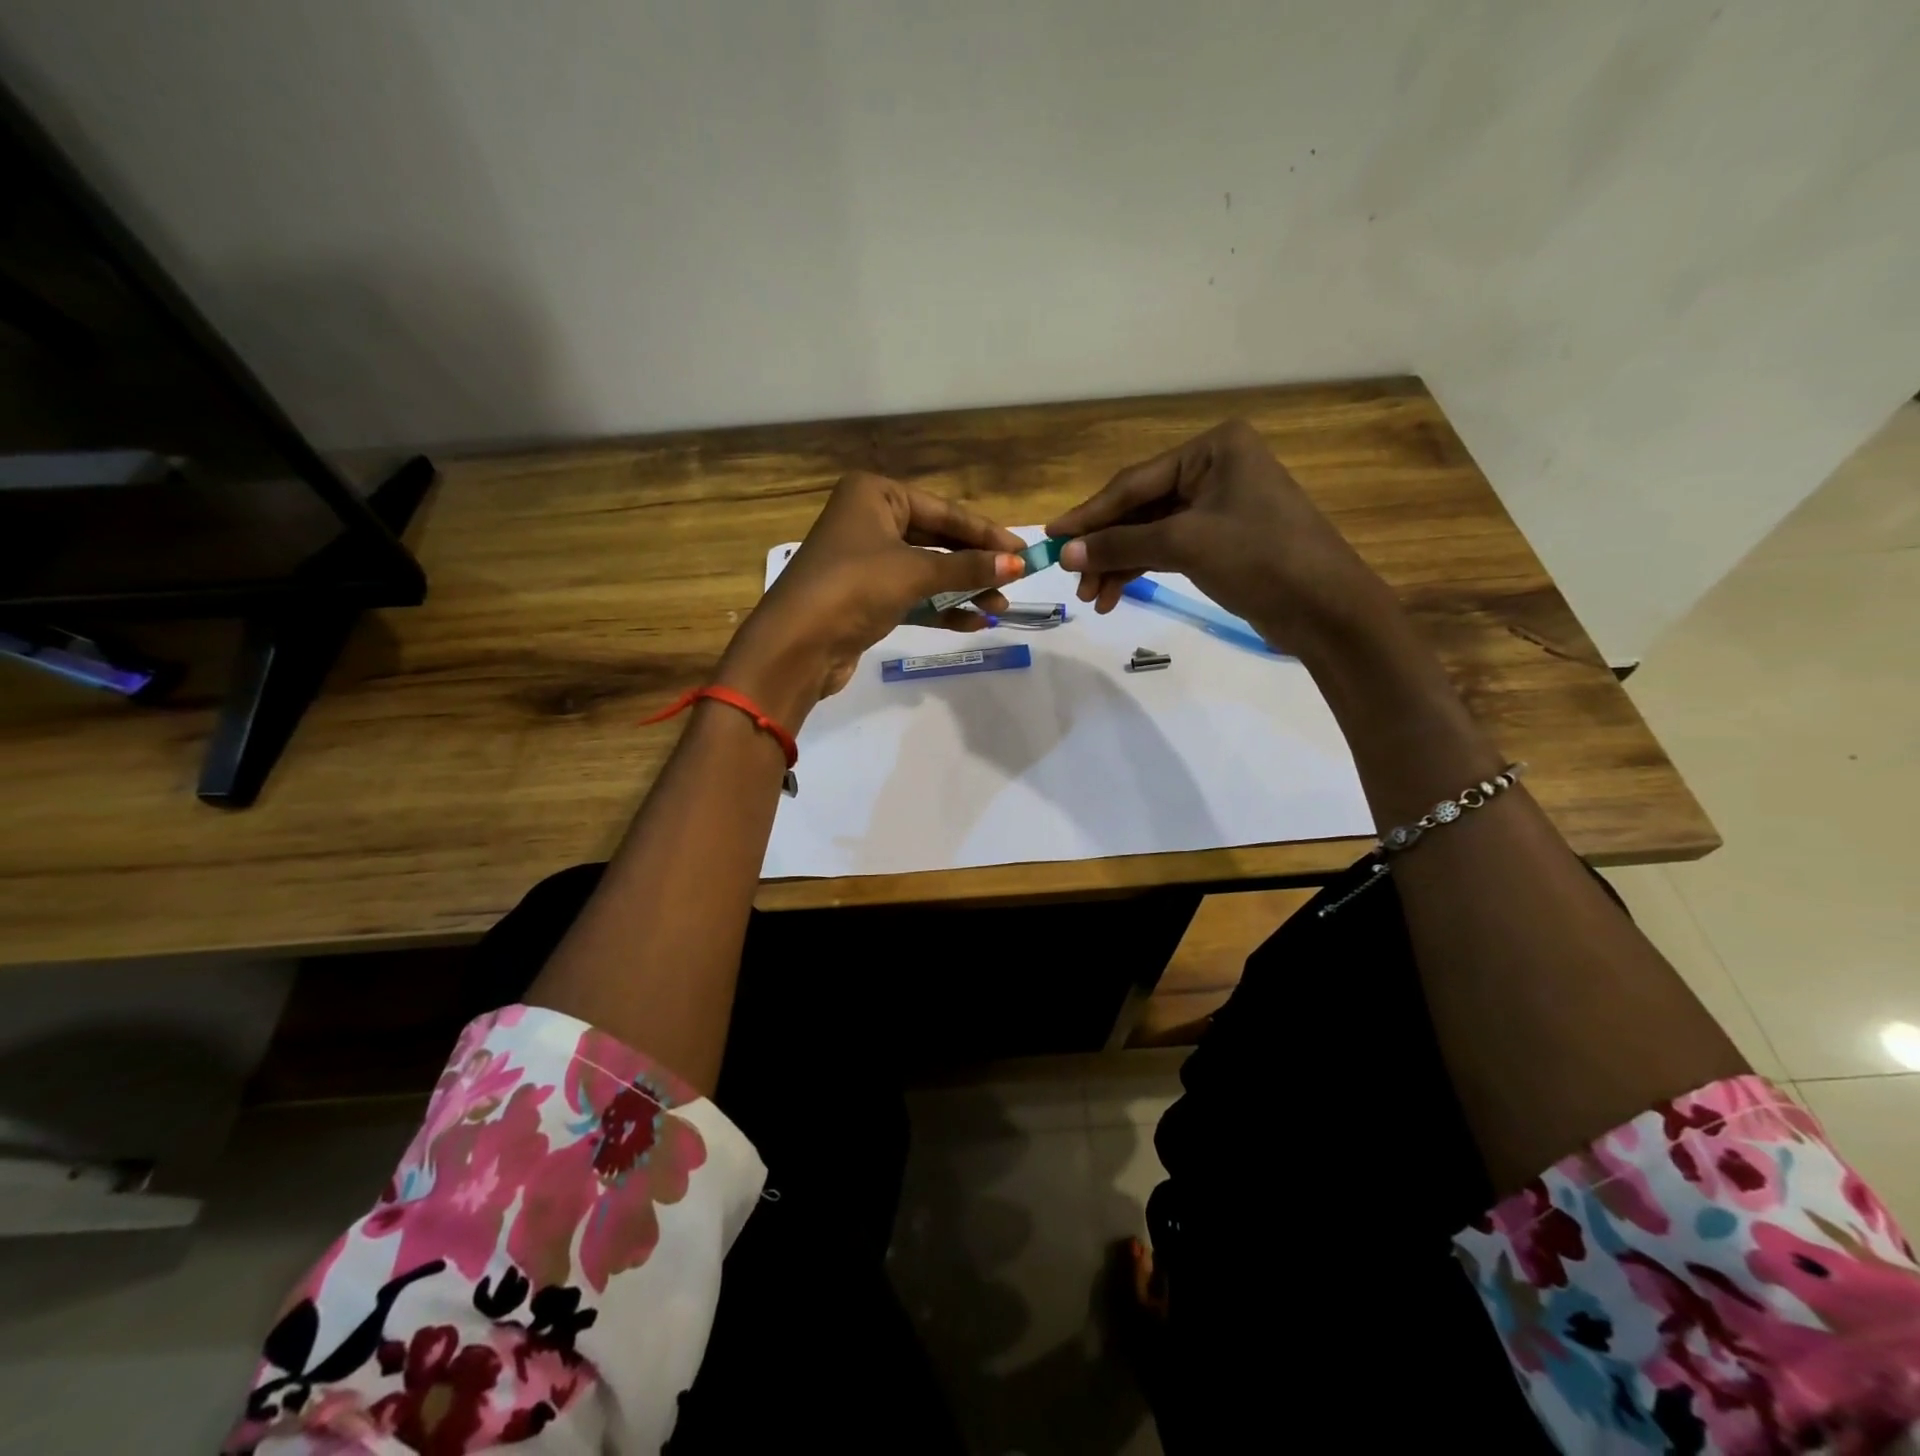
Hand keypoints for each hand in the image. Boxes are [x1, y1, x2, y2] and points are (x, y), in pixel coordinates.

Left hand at [718, 472, 1026, 724]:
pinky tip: (973, 622)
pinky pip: (913, 597)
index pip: (944, 511)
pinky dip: (941, 608)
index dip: (985, 533)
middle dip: (976, 564)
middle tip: (1015, 581)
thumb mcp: (914, 571)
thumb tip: (1018, 564)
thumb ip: (968, 567)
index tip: (1023, 551)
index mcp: (875, 495)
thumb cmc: (853, 588)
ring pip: (927, 571)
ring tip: (999, 608)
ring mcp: (866, 562)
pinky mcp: (866, 599)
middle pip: (937, 540)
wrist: (796, 645)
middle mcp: (870, 521)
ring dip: (963, 589)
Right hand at [1047, 420, 1394, 657]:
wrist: (1326, 609)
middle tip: (1072, 579)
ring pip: (1150, 532)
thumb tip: (1065, 552)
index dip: (1090, 514)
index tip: (1051, 538)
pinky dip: (1141, 570)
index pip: (1134, 482)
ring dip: (1119, 564)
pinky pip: (1167, 549)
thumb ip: (1120, 545)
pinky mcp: (1221, 540)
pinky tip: (1115, 596)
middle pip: (1140, 507)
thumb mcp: (1184, 544)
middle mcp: (1214, 468)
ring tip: (1092, 598)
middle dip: (1105, 546)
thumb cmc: (1260, 558)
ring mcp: (1218, 506)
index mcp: (1213, 449)